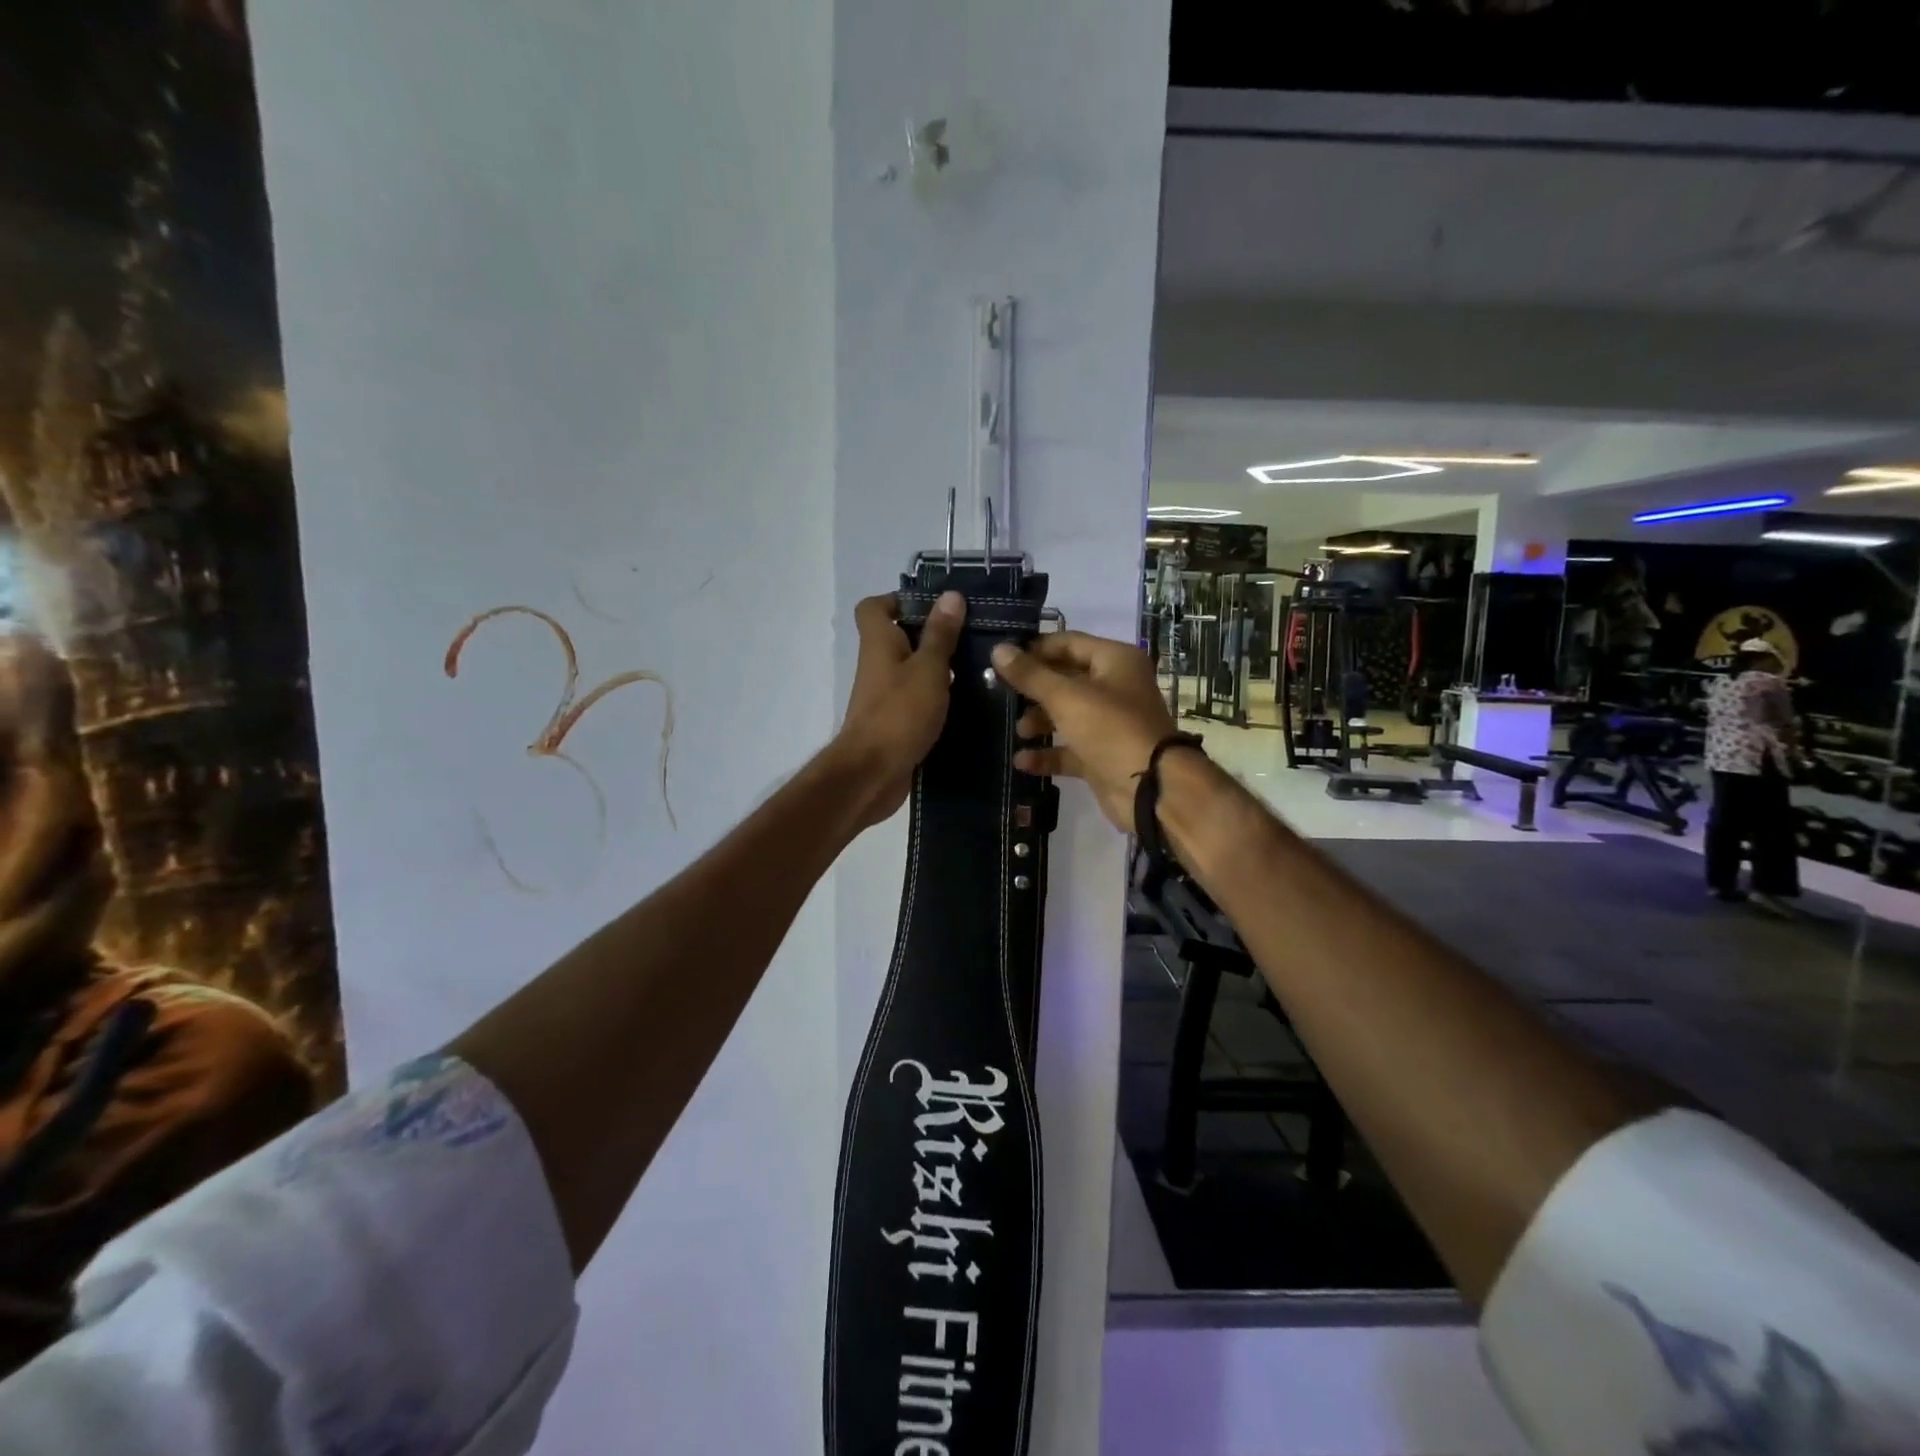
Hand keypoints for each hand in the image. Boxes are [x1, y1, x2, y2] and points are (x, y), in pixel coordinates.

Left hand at [833, 591, 965, 827]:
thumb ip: (940, 634)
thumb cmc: (899, 713)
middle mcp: (878, 665)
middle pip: (899, 638)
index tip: (936, 607)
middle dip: (933, 635)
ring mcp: (885, 696)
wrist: (872, 774)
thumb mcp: (929, 668)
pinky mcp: (895, 722)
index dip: (900, 600)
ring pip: (912, 671)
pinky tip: (969, 702)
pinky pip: (917, 700)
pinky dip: (938, 698)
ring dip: (940, 669)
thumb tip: (951, 595)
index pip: (874, 607)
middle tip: (972, 636)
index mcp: (879, 643)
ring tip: (980, 667)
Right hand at [989, 632, 1181, 831]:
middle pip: (1065, 679)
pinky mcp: (1102, 755)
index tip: (1002, 660)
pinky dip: (1047, 754)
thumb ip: (1030, 675)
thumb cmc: (1111, 729)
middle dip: (1033, 689)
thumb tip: (998, 649)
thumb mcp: (1066, 698)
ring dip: (1038, 722)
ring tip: (1019, 731)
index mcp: (1115, 661)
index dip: (1034, 650)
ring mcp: (1109, 723)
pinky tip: (1022, 760)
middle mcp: (1114, 687)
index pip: (1068, 643)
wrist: (1150, 788)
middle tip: (1000, 695)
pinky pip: (1069, 749)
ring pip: (1066, 715)